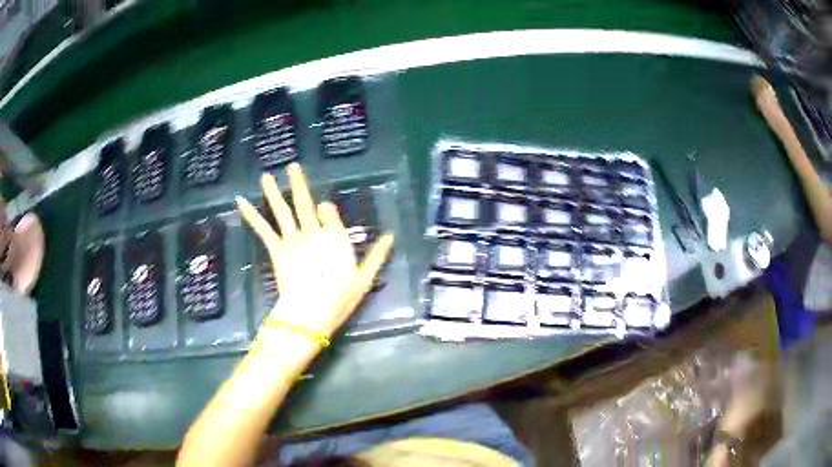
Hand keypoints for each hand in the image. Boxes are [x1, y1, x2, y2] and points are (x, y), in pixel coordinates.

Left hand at [236, 164, 392, 335]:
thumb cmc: (339, 297)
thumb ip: (376, 255)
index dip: (326, 209)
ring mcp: (292, 238)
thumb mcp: (364, 278)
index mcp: (335, 237)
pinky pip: (263, 228)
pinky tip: (240, 201)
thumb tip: (390, 236)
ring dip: (274, 191)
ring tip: (265, 175)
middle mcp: (313, 231)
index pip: (330, 213)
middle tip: (293, 166)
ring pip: (283, 210)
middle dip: (299, 183)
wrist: (310, 309)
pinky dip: (251, 214)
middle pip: (305, 203)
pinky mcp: (276, 249)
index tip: (323, 207)